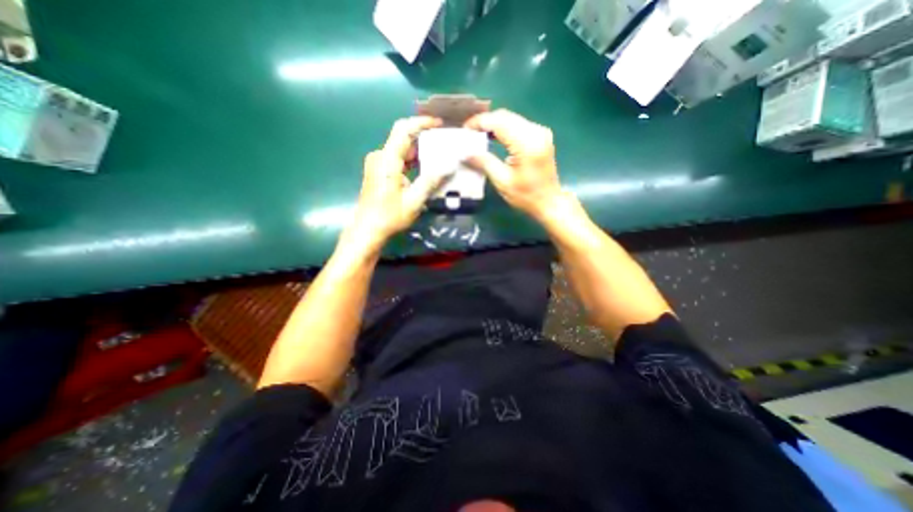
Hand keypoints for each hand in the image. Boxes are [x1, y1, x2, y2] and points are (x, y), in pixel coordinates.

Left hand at [342, 117, 446, 251]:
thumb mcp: (414, 200)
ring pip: (401, 150)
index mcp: (387, 159)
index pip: (404, 129)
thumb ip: (431, 181)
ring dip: (419, 152)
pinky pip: (397, 159)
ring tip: (439, 155)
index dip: (421, 122)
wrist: (367, 229)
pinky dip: (412, 161)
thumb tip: (449, 165)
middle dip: (424, 139)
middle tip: (444, 143)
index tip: (439, 124)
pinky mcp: (379, 172)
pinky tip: (425, 168)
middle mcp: (380, 156)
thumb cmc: (389, 216)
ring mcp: (378, 164)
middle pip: (403, 138)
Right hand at [467, 109, 568, 220]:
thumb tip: (466, 153)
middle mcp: (536, 132)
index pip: (499, 122)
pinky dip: (503, 129)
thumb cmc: (526, 196)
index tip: (464, 130)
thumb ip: (485, 163)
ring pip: (511, 118)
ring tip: (478, 135)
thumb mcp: (502, 181)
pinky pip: (518, 125)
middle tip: (469, 133)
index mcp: (527, 143)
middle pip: (505, 116)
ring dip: (494, 124)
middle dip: (485, 122)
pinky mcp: (541, 136)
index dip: (480, 122)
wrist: (549, 202)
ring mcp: (540, 132)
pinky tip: (493, 137)